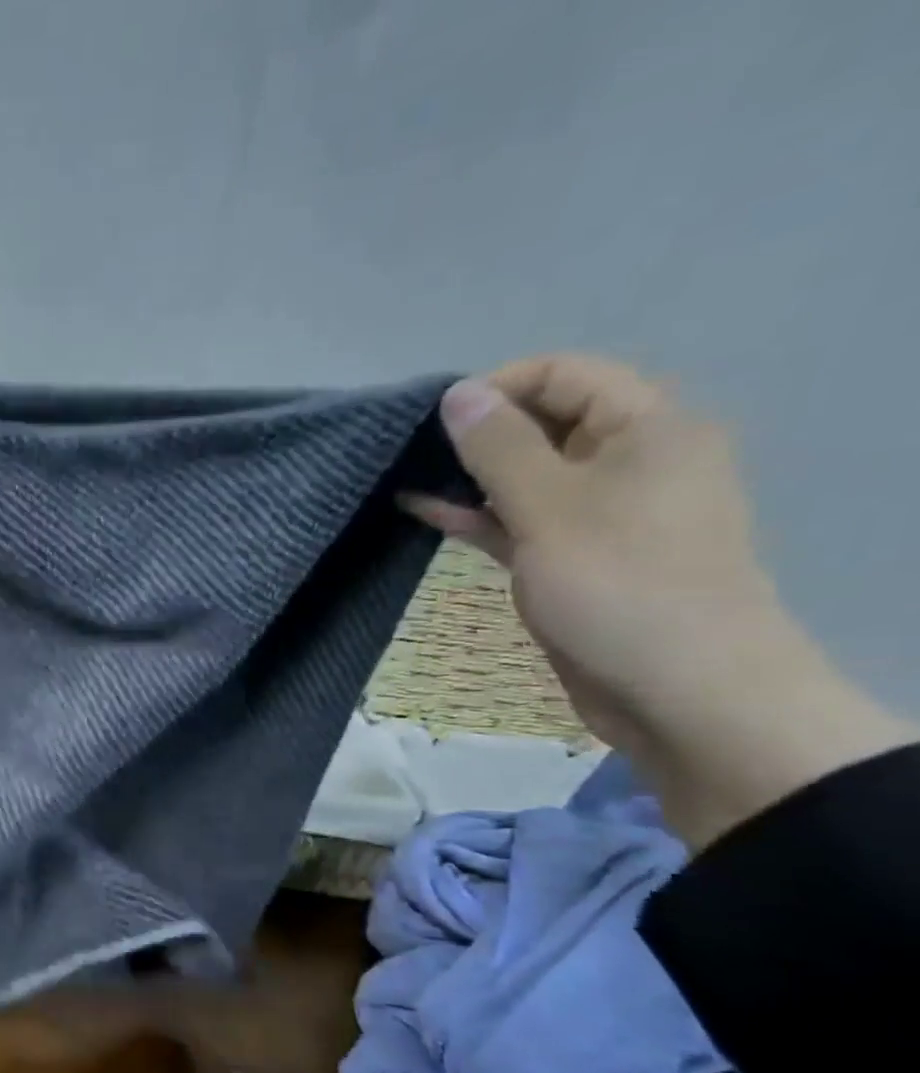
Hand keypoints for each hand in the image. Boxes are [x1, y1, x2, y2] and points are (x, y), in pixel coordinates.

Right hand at [406, 354, 911, 845]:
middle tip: (409, 453)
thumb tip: (456, 394)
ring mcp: (597, 513)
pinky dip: (476, 514)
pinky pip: (519, 519)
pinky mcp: (571, 557)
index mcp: (646, 427)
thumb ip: (498, 448)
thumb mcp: (550, 507)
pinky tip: (426, 512)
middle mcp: (627, 460)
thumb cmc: (618, 584)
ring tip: (404, 480)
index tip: (433, 421)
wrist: (676, 689)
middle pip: (544, 423)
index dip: (498, 388)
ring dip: (468, 477)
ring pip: (525, 476)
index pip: (565, 375)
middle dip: (476, 434)